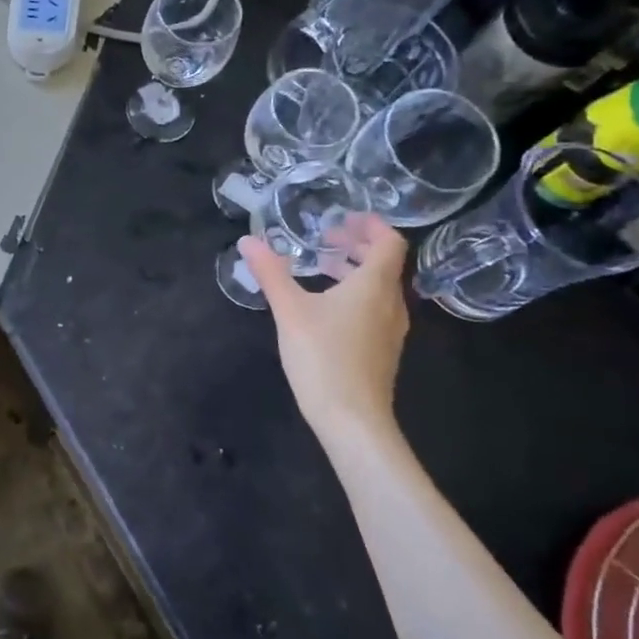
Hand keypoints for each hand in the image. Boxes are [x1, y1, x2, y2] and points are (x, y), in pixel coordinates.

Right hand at [240, 214, 409, 449]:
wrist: (353, 420)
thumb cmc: (323, 357)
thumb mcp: (289, 310)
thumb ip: (270, 273)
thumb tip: (248, 241)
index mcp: (374, 286)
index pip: (389, 242)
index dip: (371, 225)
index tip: (344, 217)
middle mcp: (391, 304)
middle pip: (385, 264)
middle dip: (357, 246)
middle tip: (326, 239)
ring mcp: (390, 330)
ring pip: (380, 288)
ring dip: (355, 271)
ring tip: (322, 268)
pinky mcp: (382, 351)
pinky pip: (375, 308)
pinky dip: (356, 294)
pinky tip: (326, 307)